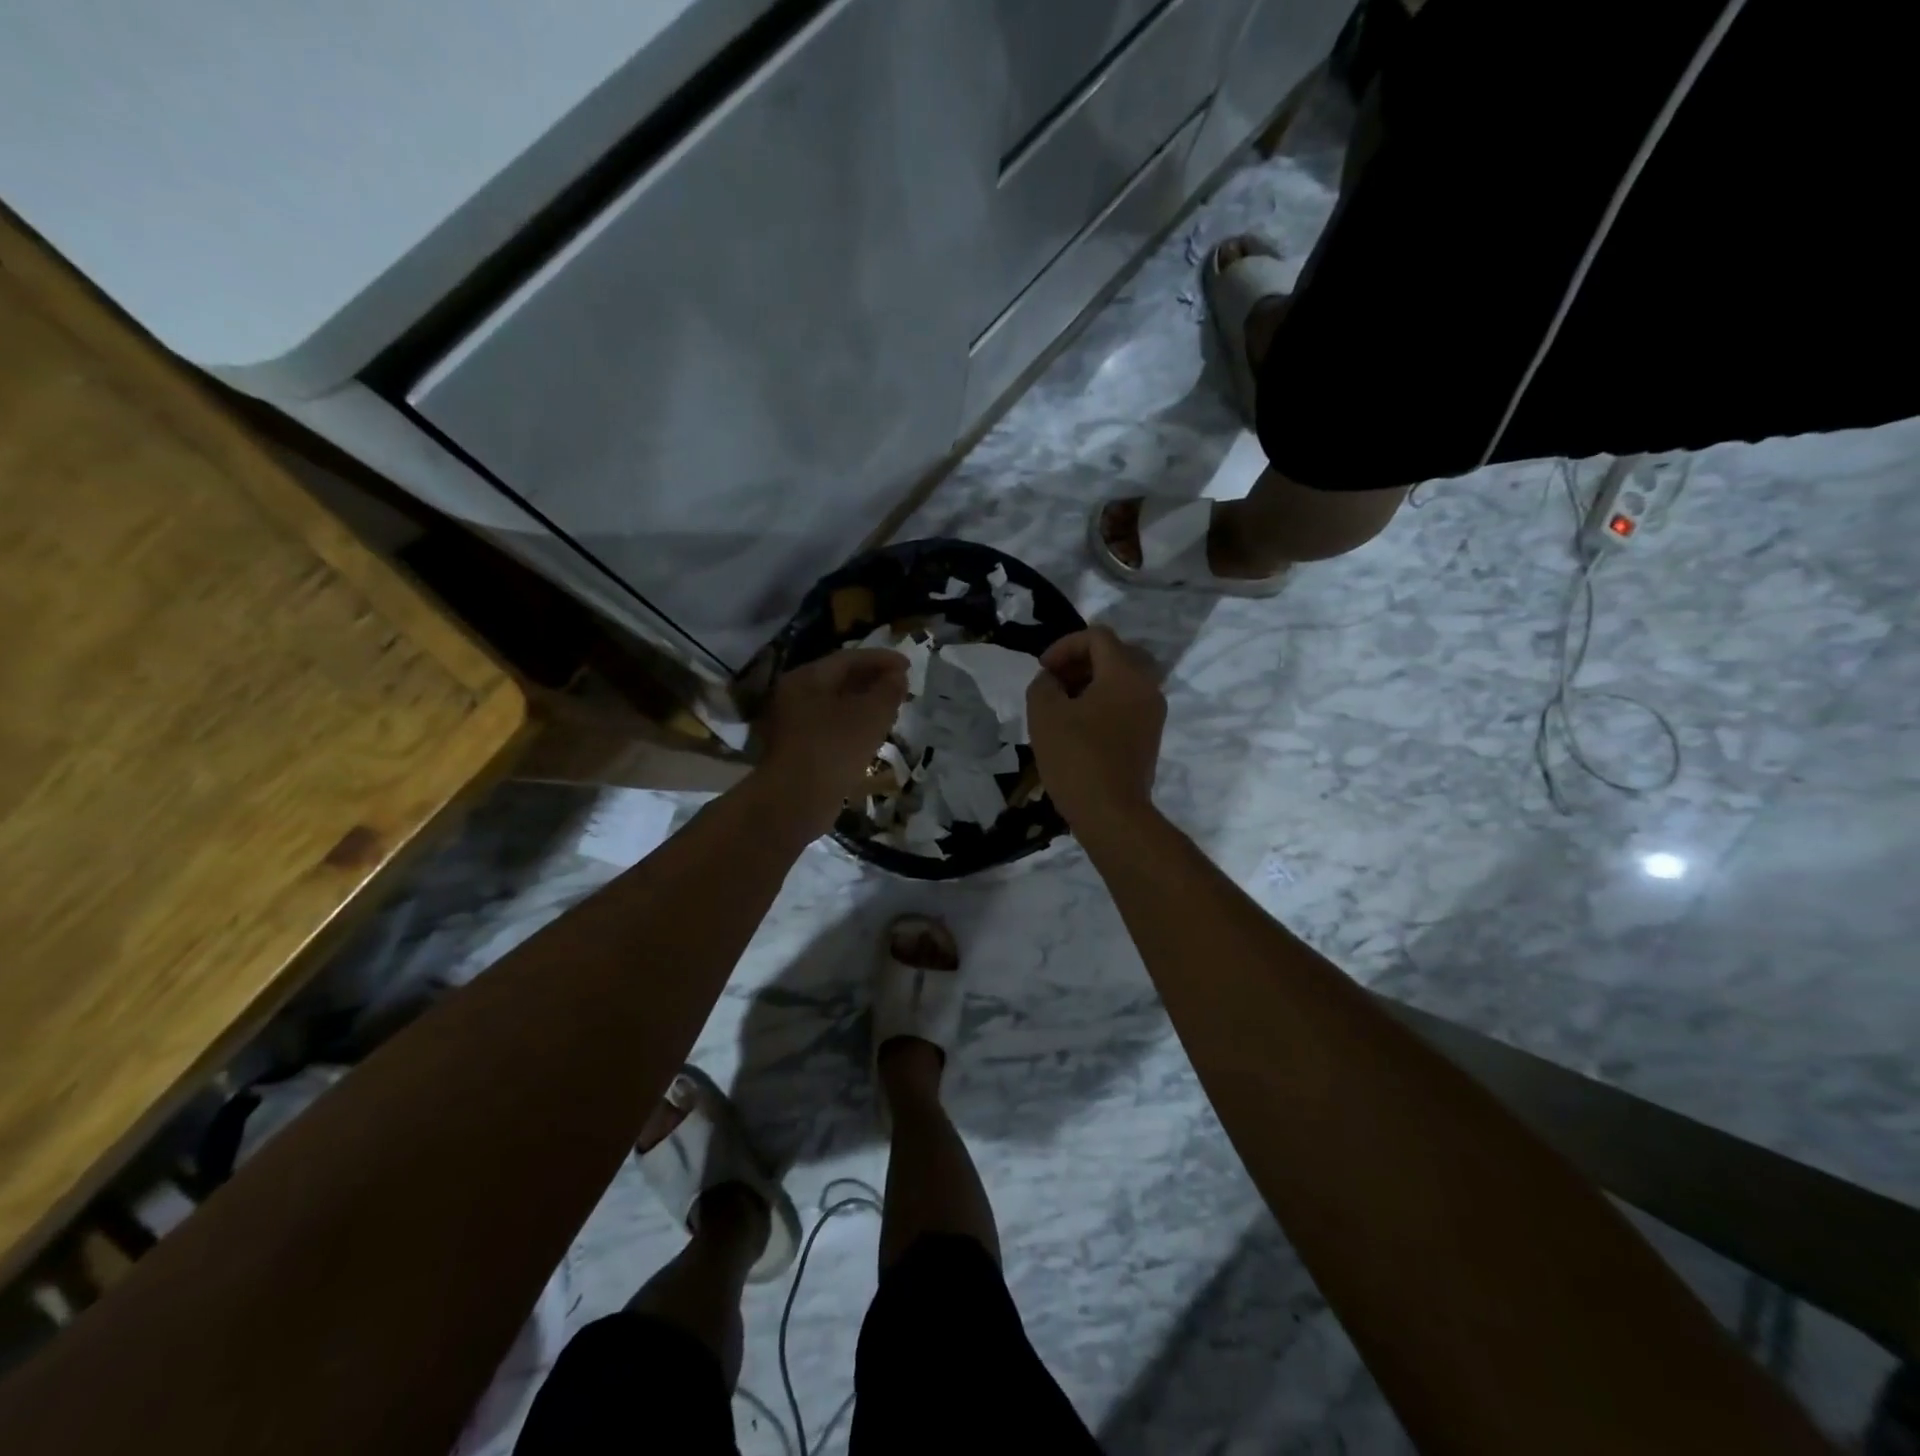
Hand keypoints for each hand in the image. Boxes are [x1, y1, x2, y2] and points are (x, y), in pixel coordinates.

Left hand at [757, 649, 909, 835]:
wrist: (796, 801)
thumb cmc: (833, 749)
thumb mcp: (870, 715)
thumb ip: (888, 690)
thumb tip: (898, 676)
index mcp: (807, 678)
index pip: (849, 658)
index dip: (882, 659)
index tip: (909, 666)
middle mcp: (795, 695)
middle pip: (840, 679)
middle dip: (873, 680)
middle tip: (903, 686)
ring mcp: (794, 723)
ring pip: (836, 704)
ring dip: (865, 703)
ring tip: (893, 708)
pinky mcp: (800, 748)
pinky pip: (832, 727)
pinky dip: (854, 724)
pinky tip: (873, 734)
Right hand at [1026, 626, 1166, 835]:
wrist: (1112, 813)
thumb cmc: (1076, 758)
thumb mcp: (1044, 715)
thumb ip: (1043, 685)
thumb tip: (1051, 680)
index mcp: (1125, 674)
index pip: (1098, 637)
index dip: (1065, 645)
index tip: (1043, 669)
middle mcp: (1147, 687)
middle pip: (1116, 654)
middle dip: (1082, 661)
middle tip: (1056, 680)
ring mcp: (1153, 713)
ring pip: (1124, 680)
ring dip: (1093, 682)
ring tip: (1064, 704)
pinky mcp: (1150, 737)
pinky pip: (1128, 703)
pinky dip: (1105, 702)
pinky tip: (1080, 725)